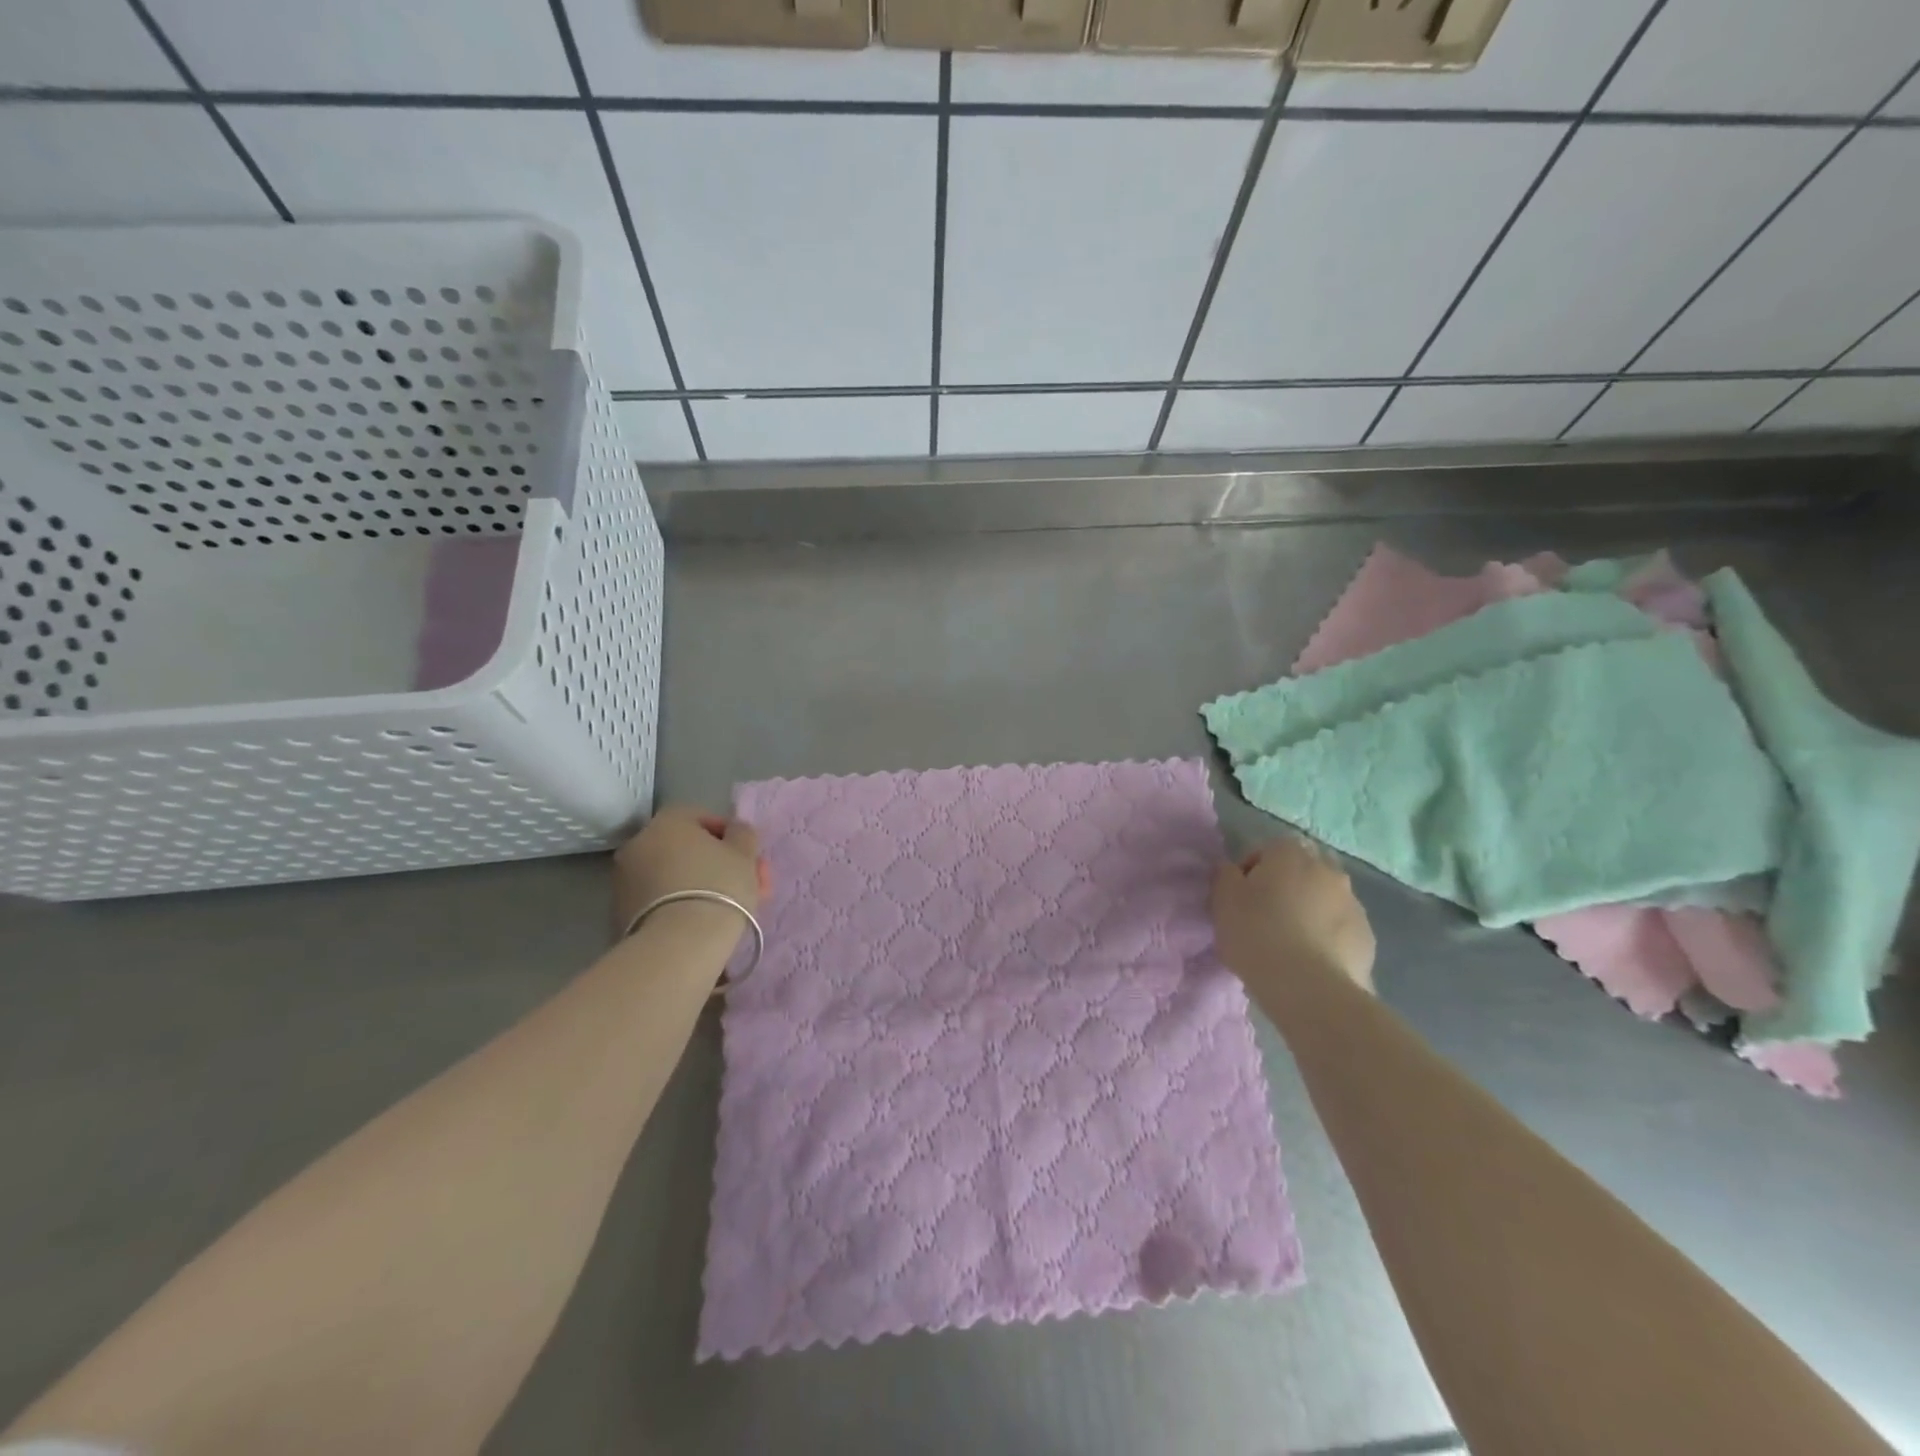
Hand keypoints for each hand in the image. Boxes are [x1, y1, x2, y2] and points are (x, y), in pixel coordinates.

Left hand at [612, 805, 766, 939]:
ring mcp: (624, 879)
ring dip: (697, 884)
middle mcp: (638, 843)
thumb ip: (742, 834)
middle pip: (684, 848)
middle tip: (743, 883)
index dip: (727, 835)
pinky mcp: (620, 912)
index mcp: (667, 822)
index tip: (744, 856)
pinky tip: (701, 922)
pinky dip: (679, 904)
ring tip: (726, 907)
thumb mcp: (745, 853)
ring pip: (672, 875)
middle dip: (715, 863)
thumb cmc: (718, 887)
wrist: (679, 944)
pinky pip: (659, 899)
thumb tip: (734, 831)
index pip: (699, 816)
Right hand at [1212, 837, 1375, 993]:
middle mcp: (1328, 869)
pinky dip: (1328, 935)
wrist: (1309, 987)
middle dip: (1286, 886)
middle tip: (1266, 915)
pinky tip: (1311, 959)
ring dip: (1310, 910)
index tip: (1240, 898)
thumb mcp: (1223, 899)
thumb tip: (1234, 870)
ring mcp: (1353, 902)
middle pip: (1301, 870)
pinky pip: (1340, 927)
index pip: (1267, 849)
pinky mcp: (1367, 936)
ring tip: (1290, 942)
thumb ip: (1226, 875)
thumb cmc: (1257, 933)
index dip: (1251, 871)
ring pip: (1325, 898)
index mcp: (1290, 853)